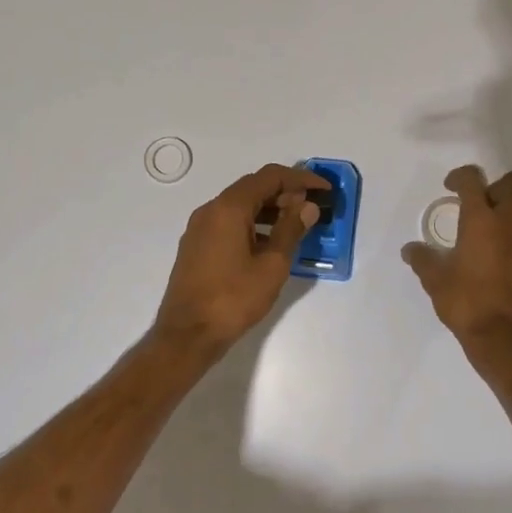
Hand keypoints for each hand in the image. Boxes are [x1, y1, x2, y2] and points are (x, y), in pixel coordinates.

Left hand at [154, 163, 325, 349]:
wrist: (186, 336)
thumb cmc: (233, 299)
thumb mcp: (272, 265)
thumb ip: (291, 230)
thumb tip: (307, 206)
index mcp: (229, 208)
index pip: (270, 177)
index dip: (300, 179)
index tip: (324, 190)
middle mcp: (211, 209)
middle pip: (253, 187)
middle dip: (285, 192)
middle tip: (312, 207)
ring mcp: (200, 227)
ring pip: (240, 204)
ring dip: (269, 208)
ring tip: (295, 224)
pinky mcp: (196, 245)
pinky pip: (228, 221)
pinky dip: (252, 222)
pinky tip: (269, 242)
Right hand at [402, 165, 511, 366]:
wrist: (507, 340)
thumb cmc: (466, 303)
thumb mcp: (435, 281)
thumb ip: (422, 259)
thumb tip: (410, 250)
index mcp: (481, 220)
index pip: (472, 179)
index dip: (460, 176)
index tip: (451, 187)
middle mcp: (510, 224)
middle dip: (497, 186)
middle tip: (480, 206)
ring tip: (493, 235)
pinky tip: (505, 269)